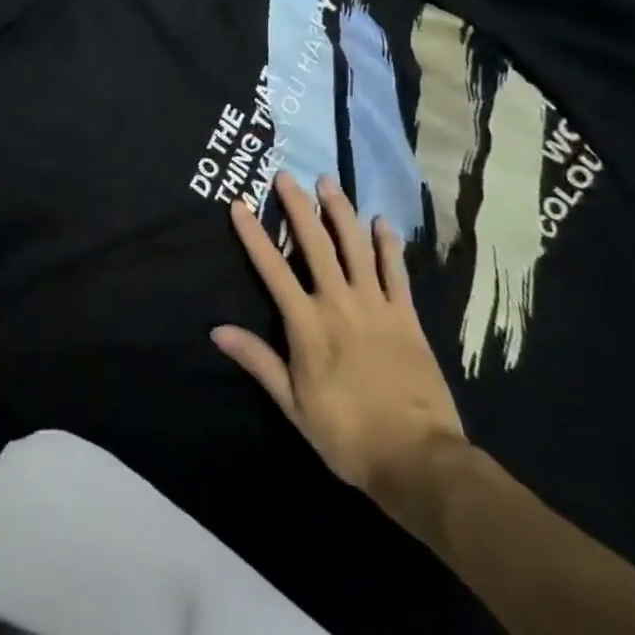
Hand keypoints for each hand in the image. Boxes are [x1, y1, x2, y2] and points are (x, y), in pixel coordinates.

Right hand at [213, 174, 465, 504]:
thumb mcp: (292, 403)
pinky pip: (397, 273)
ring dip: (341, 214)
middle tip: (286, 176)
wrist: (418, 458)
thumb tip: (217, 329)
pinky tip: (381, 222)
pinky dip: (388, 246)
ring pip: (356, 249)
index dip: (254, 235)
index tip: (239, 204)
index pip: (272, 270)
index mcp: (307, 326)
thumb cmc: (346, 434)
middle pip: (316, 246)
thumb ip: (258, 360)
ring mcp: (377, 308)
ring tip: (329, 184)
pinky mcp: (408, 319)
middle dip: (298, 209)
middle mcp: (340, 305)